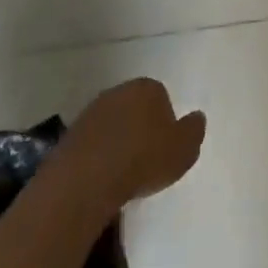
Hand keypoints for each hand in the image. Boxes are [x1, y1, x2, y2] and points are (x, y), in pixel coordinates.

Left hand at [64, 78, 206, 213]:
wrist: (86, 180)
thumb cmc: (143, 159)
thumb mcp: (184, 149)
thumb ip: (194, 130)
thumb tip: (197, 117)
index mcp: (148, 87)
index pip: (162, 98)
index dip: (166, 123)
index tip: (165, 147)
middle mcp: (118, 91)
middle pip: (135, 108)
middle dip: (141, 128)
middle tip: (146, 159)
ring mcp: (91, 112)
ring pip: (113, 124)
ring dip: (118, 142)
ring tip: (124, 173)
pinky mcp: (70, 135)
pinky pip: (93, 143)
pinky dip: (99, 156)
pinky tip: (103, 178)